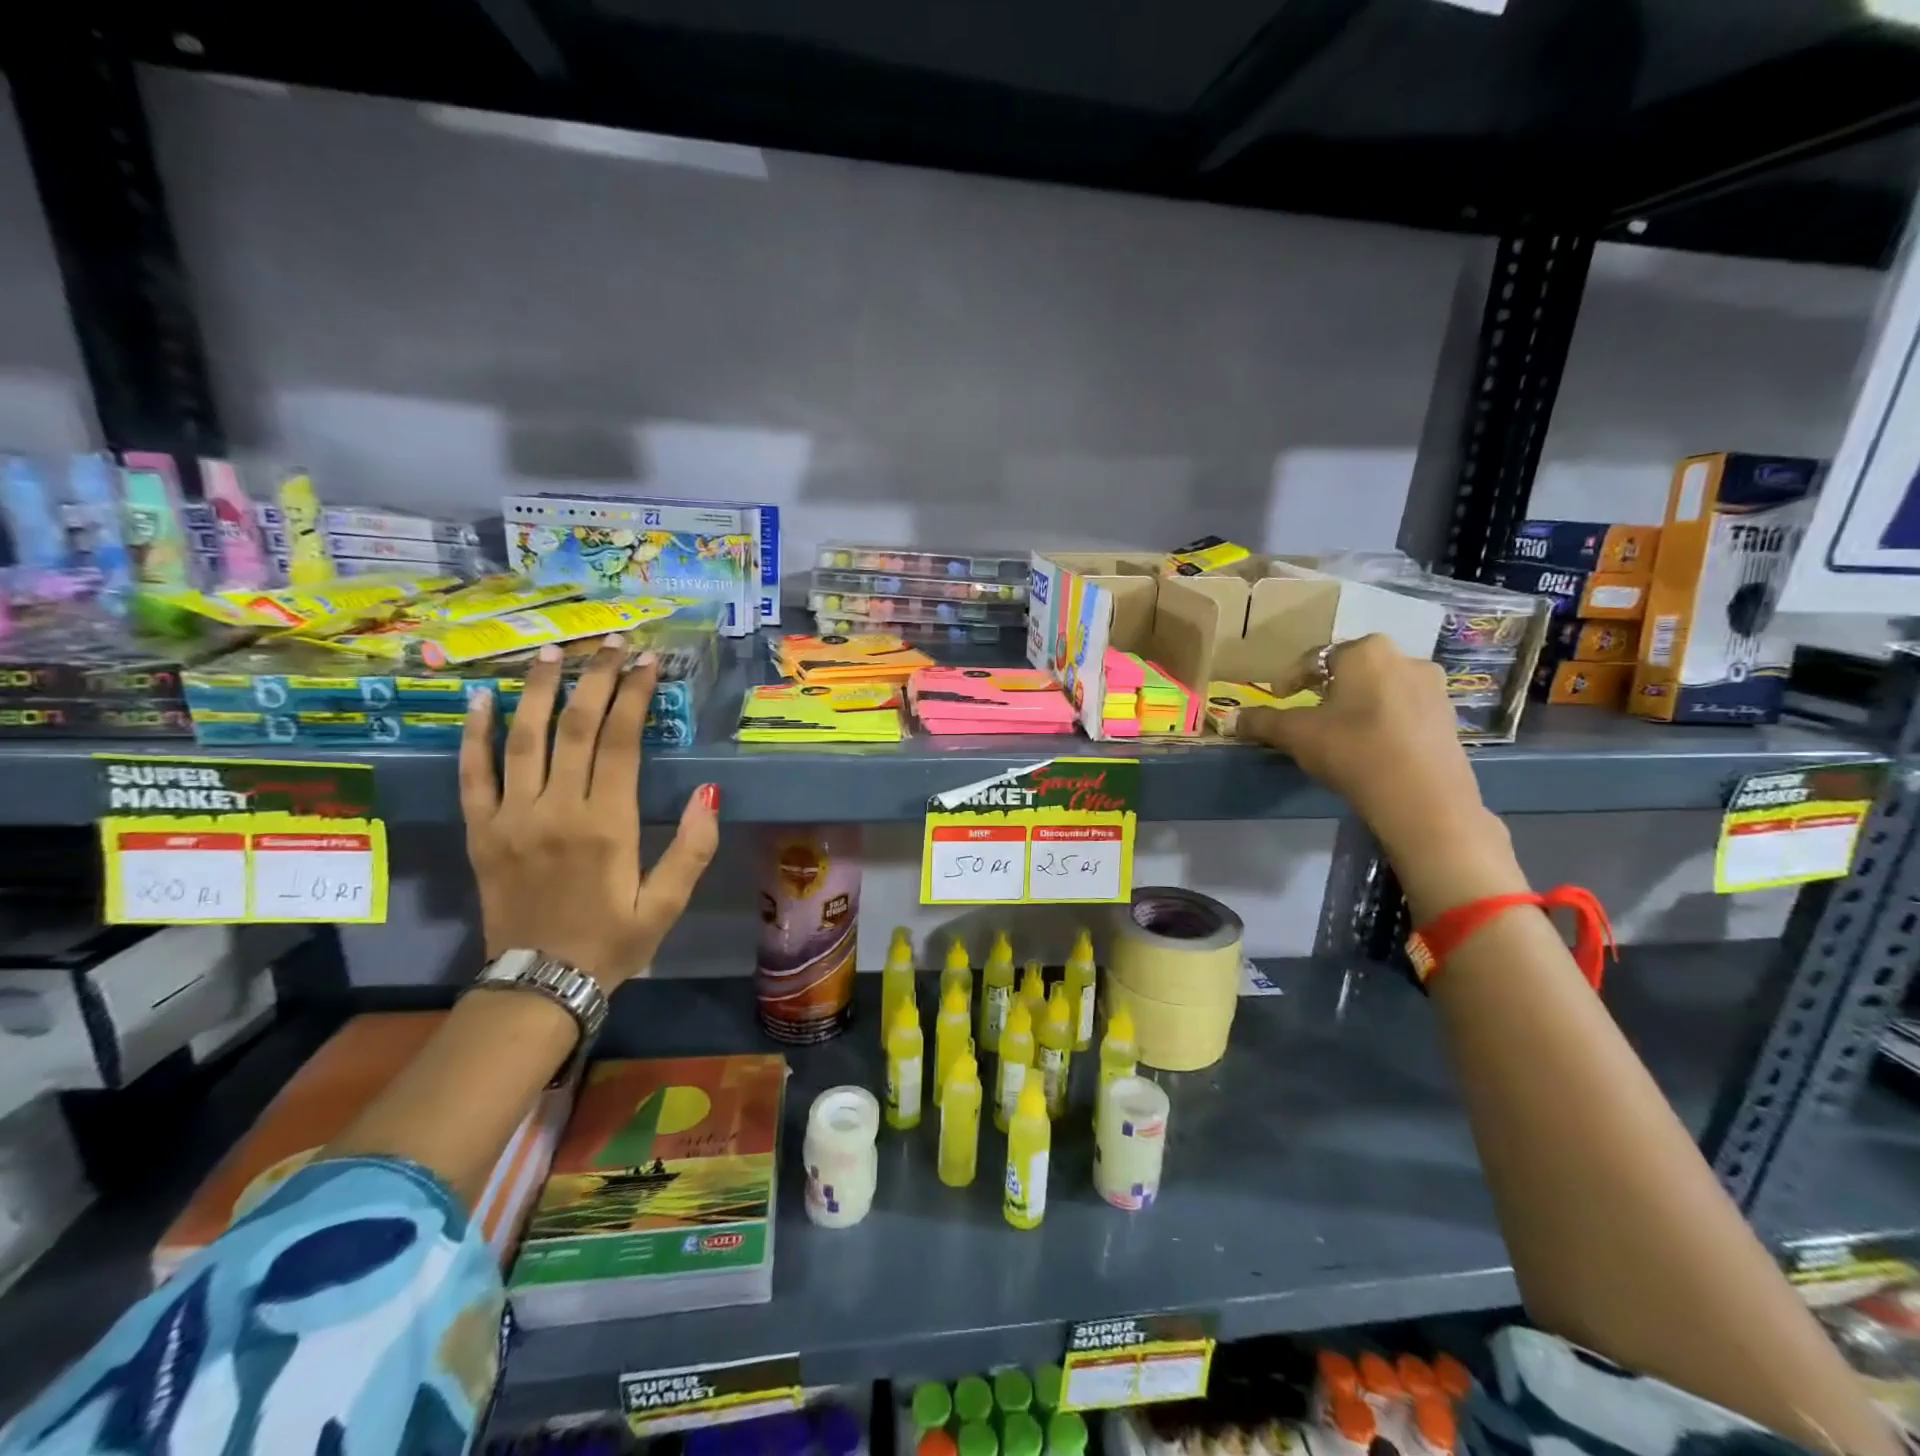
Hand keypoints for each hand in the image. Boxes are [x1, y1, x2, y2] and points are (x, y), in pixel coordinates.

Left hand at [459, 634, 719, 989]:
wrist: (539, 984)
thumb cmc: (613, 942)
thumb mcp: (667, 903)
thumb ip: (693, 847)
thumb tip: (711, 791)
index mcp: (607, 825)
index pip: (620, 742)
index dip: (633, 696)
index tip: (646, 662)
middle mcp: (556, 810)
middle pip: (574, 727)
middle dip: (594, 678)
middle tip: (609, 642)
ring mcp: (511, 818)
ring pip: (524, 739)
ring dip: (539, 690)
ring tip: (551, 652)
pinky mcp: (481, 832)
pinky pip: (473, 775)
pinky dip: (475, 735)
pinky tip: (481, 700)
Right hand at [1237, 634, 1523, 915]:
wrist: (1423, 799)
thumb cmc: (1353, 750)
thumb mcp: (1295, 735)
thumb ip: (1262, 721)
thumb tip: (1233, 719)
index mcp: (1365, 651)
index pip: (1315, 658)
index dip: (1290, 678)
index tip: (1277, 697)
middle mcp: (1404, 658)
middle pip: (1352, 670)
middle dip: (1327, 688)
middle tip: (1307, 713)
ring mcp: (1433, 688)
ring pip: (1381, 689)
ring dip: (1357, 704)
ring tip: (1338, 732)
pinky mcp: (1449, 718)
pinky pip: (1404, 711)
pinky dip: (1383, 721)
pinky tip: (1370, 747)